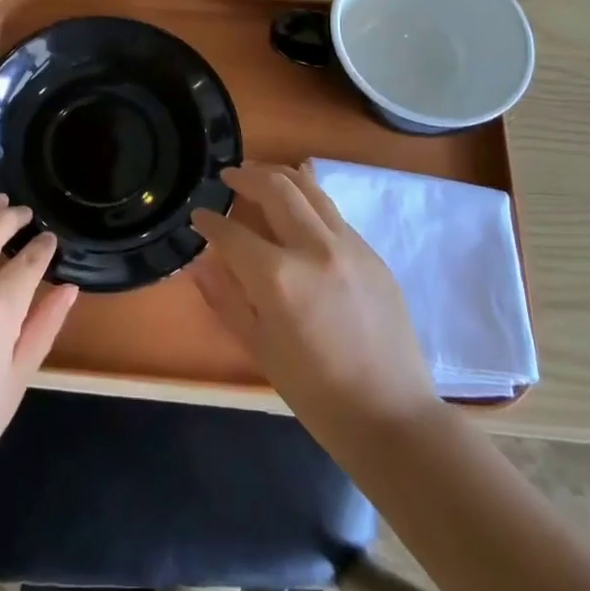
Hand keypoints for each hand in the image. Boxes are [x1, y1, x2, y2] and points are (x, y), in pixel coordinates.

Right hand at [191, 163, 438, 454]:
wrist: (391, 415)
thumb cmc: (315, 392)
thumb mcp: (259, 348)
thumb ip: (225, 298)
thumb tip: (198, 263)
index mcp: (279, 278)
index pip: (232, 232)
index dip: (209, 220)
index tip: (198, 215)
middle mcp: (314, 249)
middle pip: (275, 188)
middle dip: (245, 176)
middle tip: (228, 176)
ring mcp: (349, 246)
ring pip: (309, 189)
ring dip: (279, 176)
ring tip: (259, 175)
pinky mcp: (372, 253)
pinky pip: (332, 212)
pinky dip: (307, 199)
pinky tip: (297, 206)